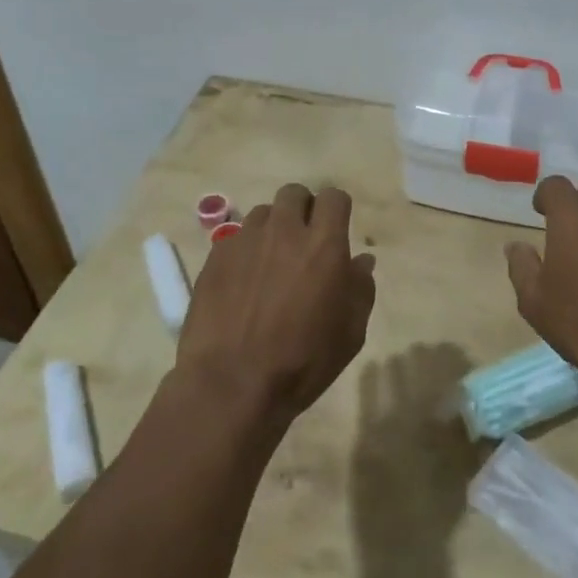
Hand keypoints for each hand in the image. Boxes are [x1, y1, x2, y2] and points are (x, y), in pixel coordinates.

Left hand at [174, 182, 375, 428]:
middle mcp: (284, 231)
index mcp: (324, 245)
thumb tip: (361, 261)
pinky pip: (235, 237)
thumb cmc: (302, 362)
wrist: (231, 383)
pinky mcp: (216, 256)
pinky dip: (244, 250)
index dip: (336, 209)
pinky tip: (242, 281)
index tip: (335, 229)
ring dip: (272, 229)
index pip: (333, 197)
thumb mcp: (350, 333)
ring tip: (270, 262)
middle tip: (303, 241)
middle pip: (294, 194)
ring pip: (263, 213)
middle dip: (303, 209)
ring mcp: (245, 240)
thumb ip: (360, 289)